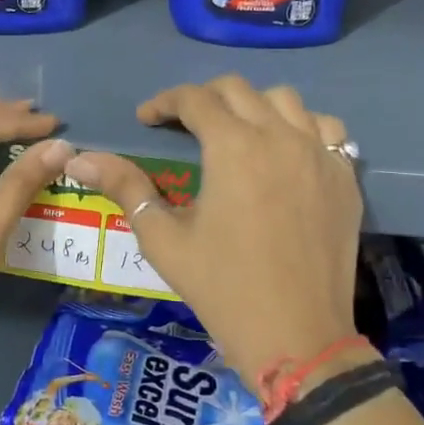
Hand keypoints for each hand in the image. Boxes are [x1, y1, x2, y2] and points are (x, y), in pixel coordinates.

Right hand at [65, 77, 362, 379]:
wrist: (296, 335)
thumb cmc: (222, 287)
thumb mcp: (163, 238)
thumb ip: (125, 187)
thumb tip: (79, 158)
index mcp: (233, 147)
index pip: (194, 99)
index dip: (163, 102)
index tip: (146, 119)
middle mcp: (280, 136)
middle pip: (238, 90)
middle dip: (203, 99)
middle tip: (183, 125)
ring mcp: (319, 154)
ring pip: (285, 101)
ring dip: (253, 106)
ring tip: (235, 133)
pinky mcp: (344, 177)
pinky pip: (325, 129)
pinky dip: (301, 126)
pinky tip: (285, 150)